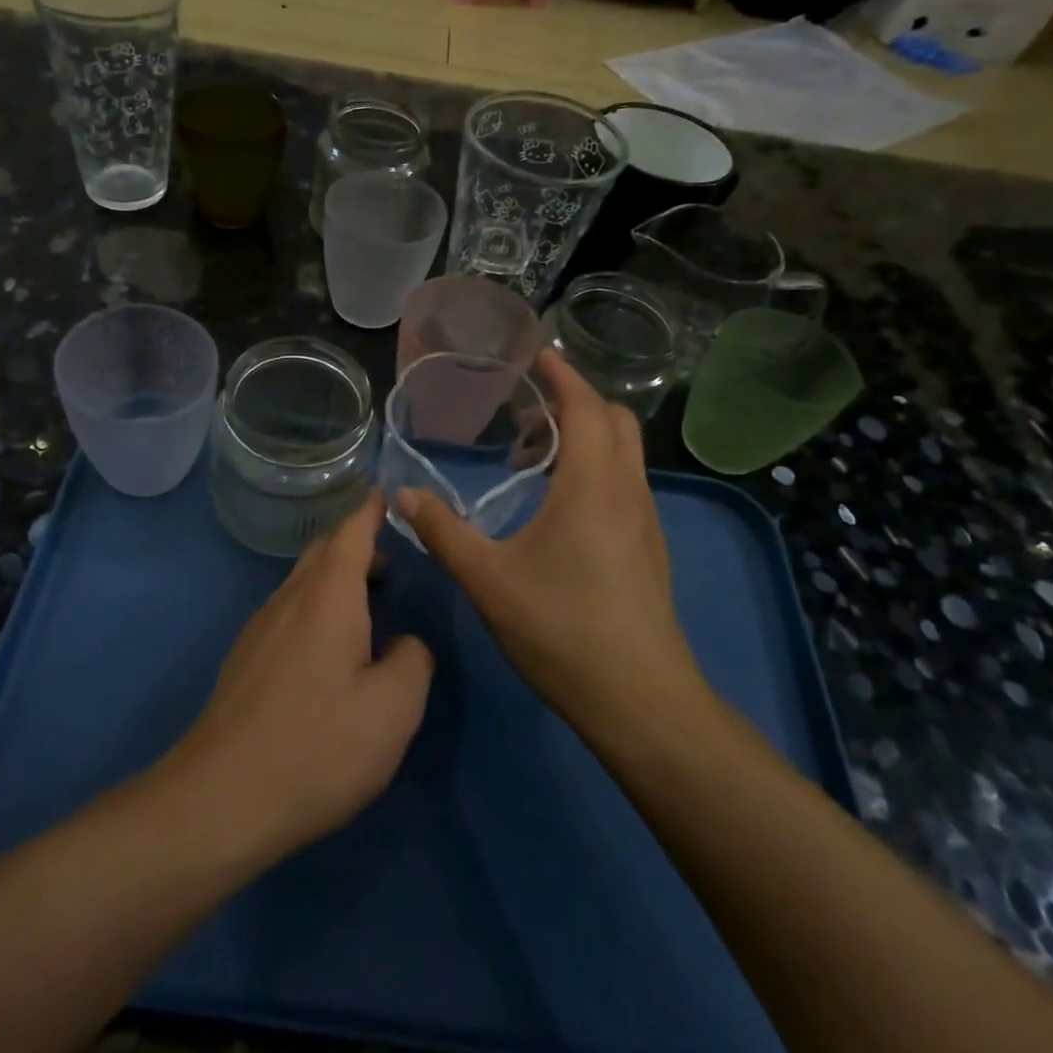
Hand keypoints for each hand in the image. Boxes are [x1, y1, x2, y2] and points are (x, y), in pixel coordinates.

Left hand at [170, 495, 433, 863]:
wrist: (221, 799)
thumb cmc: (318, 744)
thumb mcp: (394, 708)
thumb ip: (413, 661)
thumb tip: (405, 644)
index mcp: (327, 595)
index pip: (352, 531)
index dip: (371, 510)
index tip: (388, 495)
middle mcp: (289, 599)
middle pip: (323, 552)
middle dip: (356, 545)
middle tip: (392, 562)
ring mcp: (260, 629)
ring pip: (303, 584)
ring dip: (336, 581)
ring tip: (368, 607)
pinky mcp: (245, 662)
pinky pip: (288, 614)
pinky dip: (317, 611)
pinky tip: (330, 653)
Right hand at [396, 349, 713, 751]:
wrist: (641, 701)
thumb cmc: (563, 630)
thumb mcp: (488, 579)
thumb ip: (443, 531)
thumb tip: (403, 496)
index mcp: (593, 484)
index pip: (585, 405)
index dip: (561, 373)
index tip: (534, 351)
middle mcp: (628, 490)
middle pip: (613, 419)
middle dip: (572, 402)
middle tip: (522, 413)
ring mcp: (645, 520)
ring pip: (621, 453)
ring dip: (581, 438)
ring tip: (528, 461)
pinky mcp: (648, 547)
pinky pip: (623, 482)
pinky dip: (592, 468)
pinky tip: (554, 507)